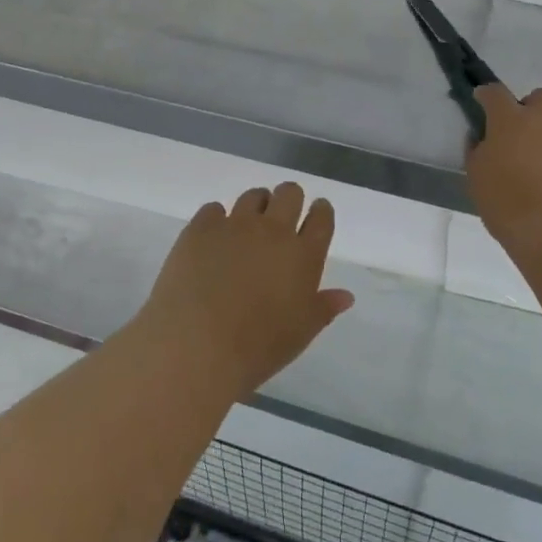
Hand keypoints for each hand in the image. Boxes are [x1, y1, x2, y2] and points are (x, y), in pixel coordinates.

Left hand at [139, 183, 354, 397]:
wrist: (196, 346)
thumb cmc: (257, 347)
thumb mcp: (300, 333)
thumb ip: (324, 308)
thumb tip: (345, 296)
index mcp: (304, 255)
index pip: (321, 219)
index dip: (321, 212)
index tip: (316, 213)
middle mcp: (273, 231)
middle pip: (289, 194)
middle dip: (289, 199)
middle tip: (281, 217)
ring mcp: (235, 225)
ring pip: (253, 196)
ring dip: (256, 206)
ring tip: (247, 227)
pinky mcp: (201, 228)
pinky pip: (214, 209)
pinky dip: (217, 220)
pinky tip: (212, 240)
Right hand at [467, 85, 541, 255]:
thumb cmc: (503, 201)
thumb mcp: (475, 175)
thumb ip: (475, 149)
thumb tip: (480, 136)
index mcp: (509, 119)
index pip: (495, 93)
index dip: (487, 95)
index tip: (482, 100)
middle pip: (541, 96)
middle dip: (531, 106)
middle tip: (524, 129)